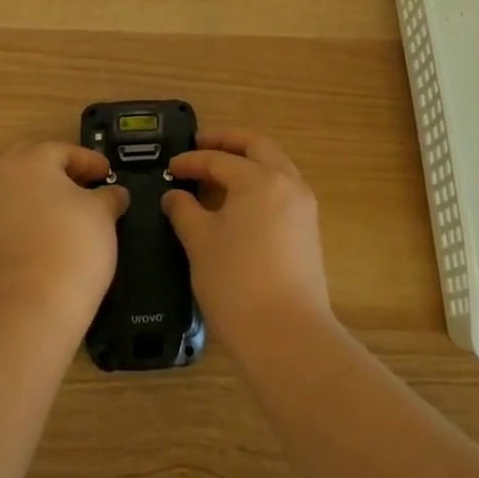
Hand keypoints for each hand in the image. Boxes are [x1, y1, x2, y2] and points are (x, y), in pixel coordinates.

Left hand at [0, 141, 128, 329]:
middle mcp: (0, 176)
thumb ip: (109, 195)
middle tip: (83, 185)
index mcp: (31, 160)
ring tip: (67, 211)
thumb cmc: (73, 248)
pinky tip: (47, 233)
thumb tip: (113, 193)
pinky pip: (6, 215)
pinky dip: (26, 217)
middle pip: (32, 162)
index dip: (91, 162)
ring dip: (39, 193)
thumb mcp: (103, 215)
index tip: (107, 173)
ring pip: (16, 188)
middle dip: (58, 170)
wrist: (30, 309)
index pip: (65, 151)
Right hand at [162, 128, 332, 351]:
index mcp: (260, 179)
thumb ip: (184, 211)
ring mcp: (303, 207)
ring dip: (248, 160)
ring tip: (219, 170)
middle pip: (257, 146)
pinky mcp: (308, 230)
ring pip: (275, 166)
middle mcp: (288, 183)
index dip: (192, 161)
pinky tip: (239, 200)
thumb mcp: (200, 242)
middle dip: (228, 141)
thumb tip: (175, 195)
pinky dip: (260, 182)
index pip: (219, 160)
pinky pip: (282, 189)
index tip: (170, 166)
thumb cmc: (236, 283)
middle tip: (201, 143)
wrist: (287, 336)